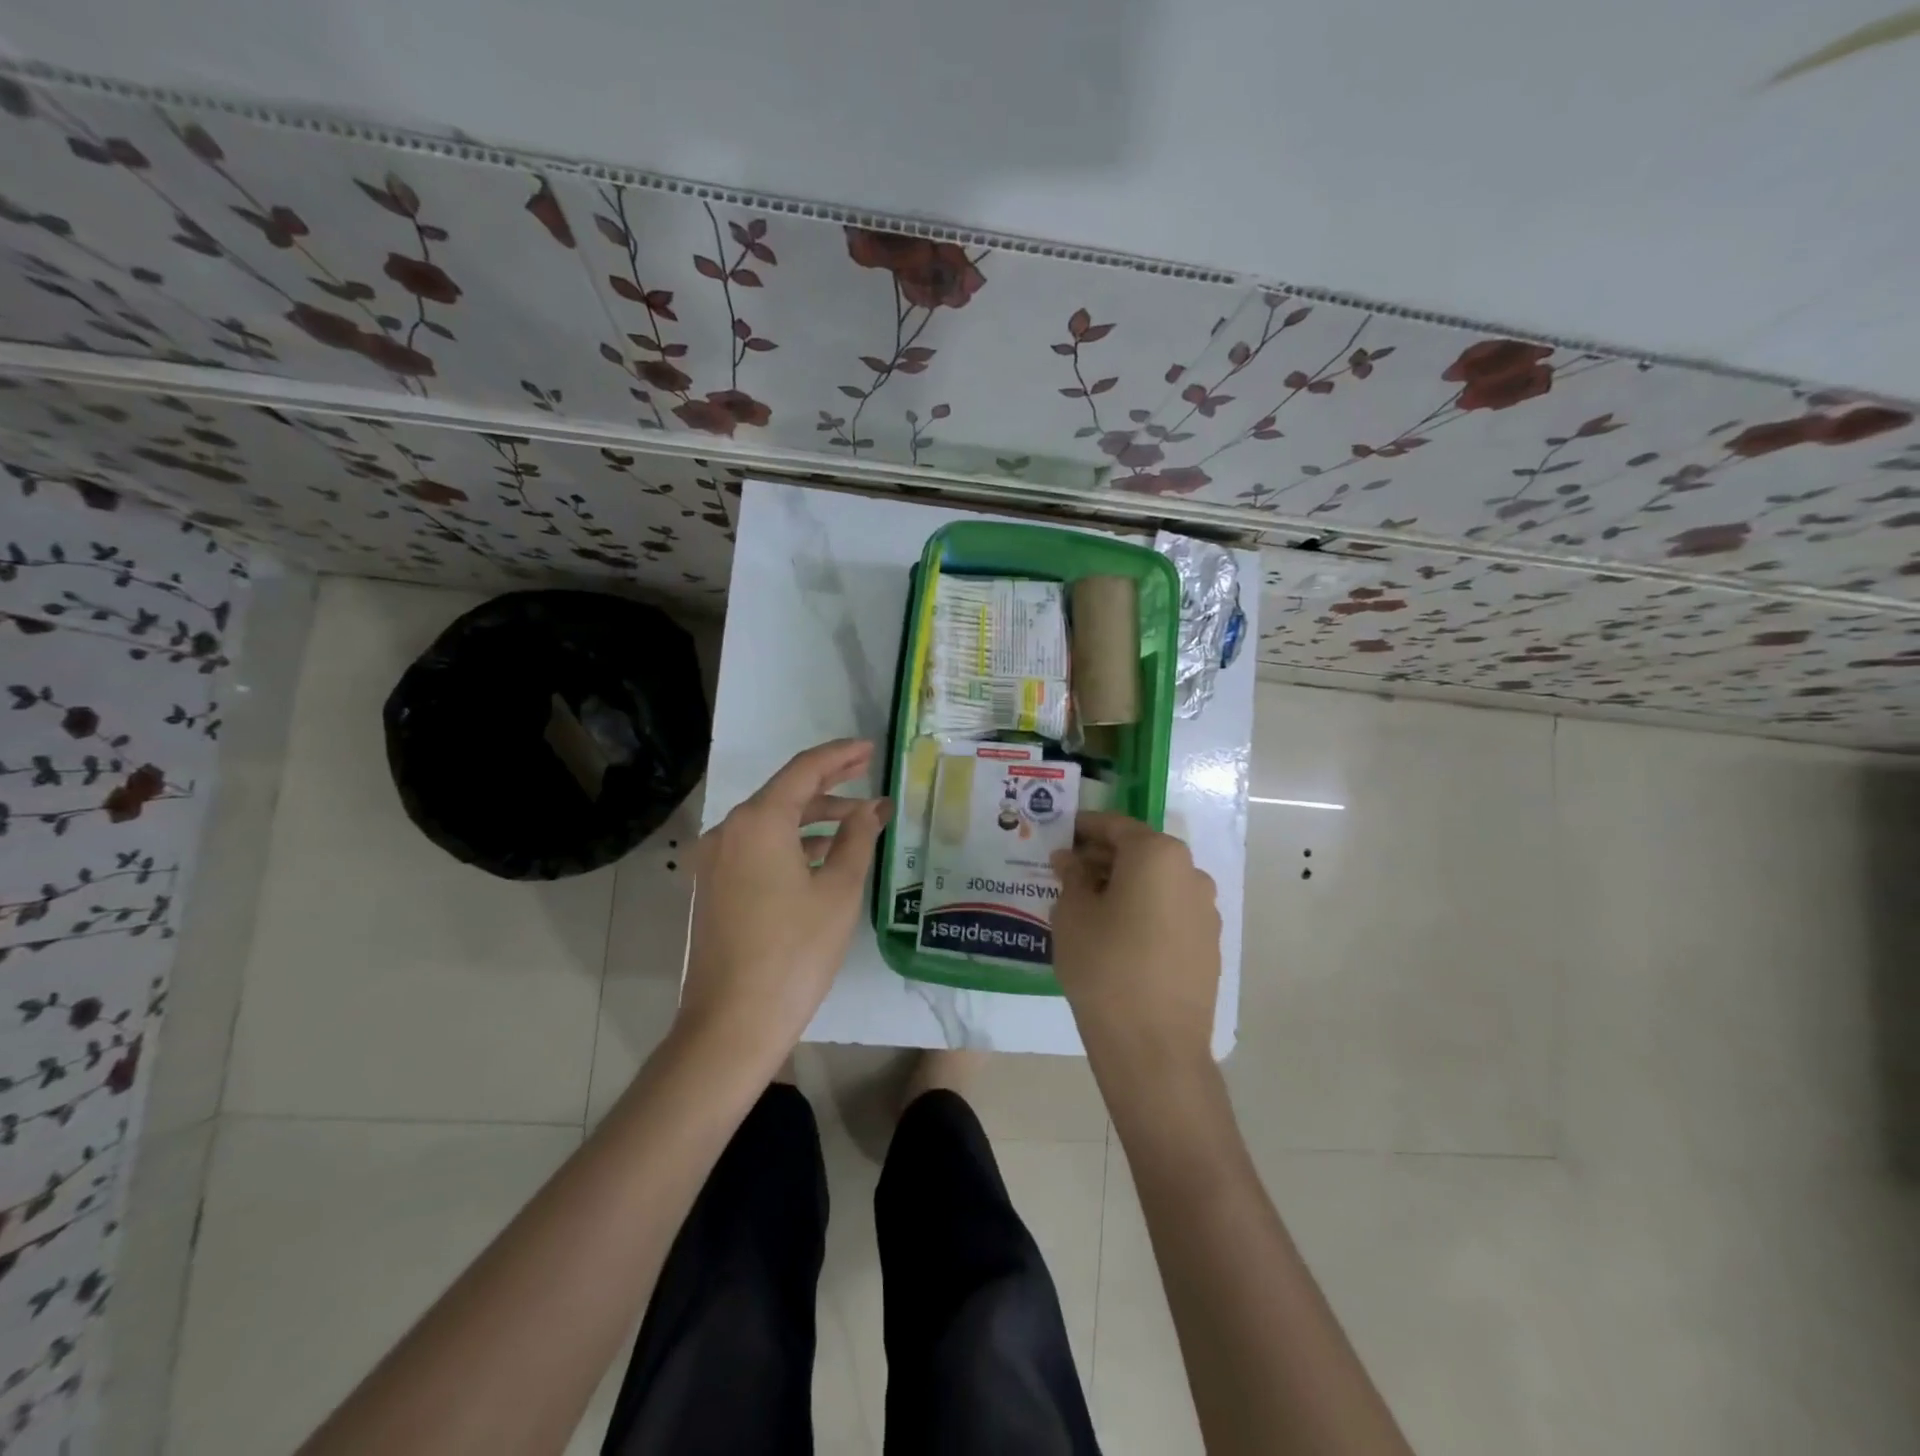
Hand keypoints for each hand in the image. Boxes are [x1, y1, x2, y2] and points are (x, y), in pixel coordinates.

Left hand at [677, 739, 891, 1066]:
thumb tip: (873, 808)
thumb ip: (857, 838)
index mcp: (759, 821)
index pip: (804, 770)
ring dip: (812, 819)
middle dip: (829, 785)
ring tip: (856, 823)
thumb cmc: (795, 952)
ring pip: (771, 823)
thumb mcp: (838, 890)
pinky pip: (758, 848)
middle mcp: (730, 830)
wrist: (732, 1023)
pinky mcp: (714, 886)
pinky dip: (791, 844)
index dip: (840, 755)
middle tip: (868, 778)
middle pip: (785, 793)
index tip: (870, 748)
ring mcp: (716, 859)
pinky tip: (822, 856)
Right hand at [1051, 812, 1220, 1071]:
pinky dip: (1144, 910)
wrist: (1154, 1046)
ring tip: (1089, 905)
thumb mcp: (1072, 914)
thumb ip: (1072, 877)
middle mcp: (1190, 872)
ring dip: (1124, 885)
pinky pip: (1170, 911)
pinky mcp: (1209, 943)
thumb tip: (1071, 860)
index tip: (1060, 836)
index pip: (1115, 826)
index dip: (1084, 828)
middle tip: (1067, 872)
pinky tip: (1117, 934)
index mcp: (1157, 854)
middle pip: (1140, 852)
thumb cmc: (1105, 967)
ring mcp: (1205, 910)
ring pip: (1156, 883)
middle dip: (1103, 858)